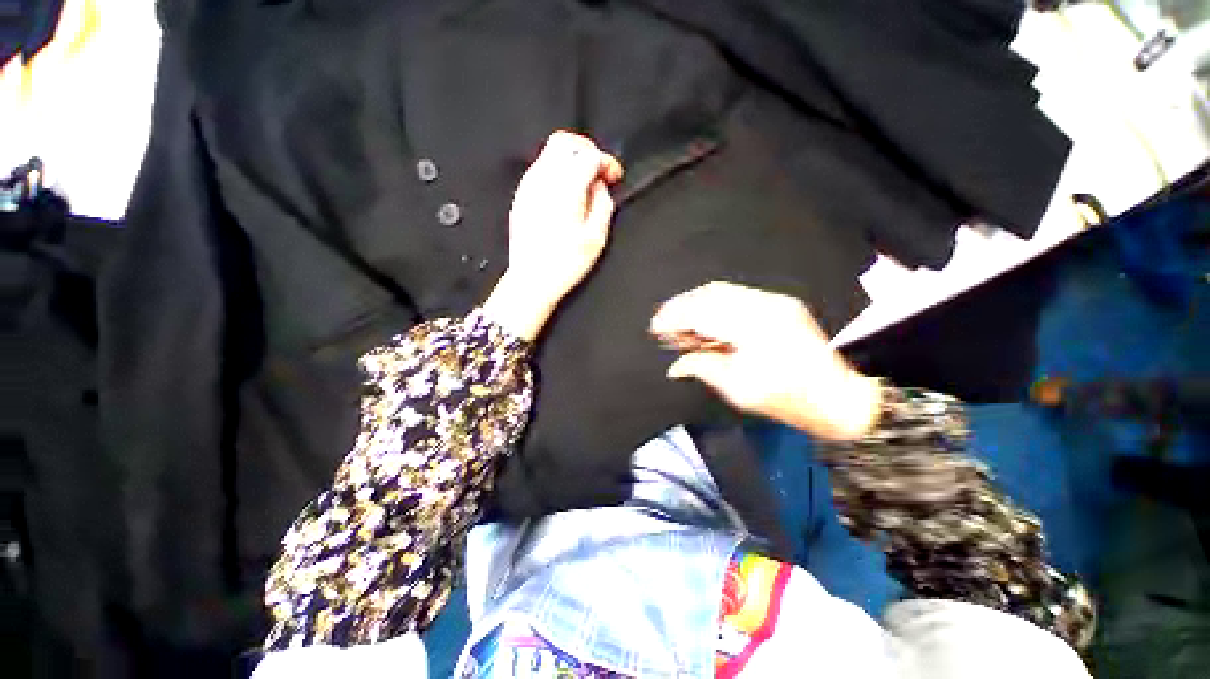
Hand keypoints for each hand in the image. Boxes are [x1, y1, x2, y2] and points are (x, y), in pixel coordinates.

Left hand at [483, 131, 623, 340]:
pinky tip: (566, 193)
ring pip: (550, 153)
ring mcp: (528, 186)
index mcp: (566, 189)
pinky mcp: (521, 196)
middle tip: (599, 170)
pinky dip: (557, 172)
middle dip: (587, 149)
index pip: (589, 155)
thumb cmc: (566, 263)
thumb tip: (600, 186)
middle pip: (565, 142)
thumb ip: (603, 204)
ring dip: (571, 160)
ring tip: (584, 183)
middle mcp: (544, 180)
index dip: (606, 161)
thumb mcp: (596, 237)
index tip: (614, 176)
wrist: (532, 279)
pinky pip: (540, 170)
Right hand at [650, 282, 881, 439]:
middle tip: (663, 324)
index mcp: (754, 327)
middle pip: (710, 294)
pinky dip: (713, 306)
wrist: (838, 397)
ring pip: (722, 292)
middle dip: (681, 306)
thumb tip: (675, 365)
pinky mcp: (778, 304)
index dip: (675, 317)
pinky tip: (703, 321)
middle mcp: (764, 305)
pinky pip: (736, 297)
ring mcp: (773, 301)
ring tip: (679, 323)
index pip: (703, 312)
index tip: (655, 328)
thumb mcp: (739, 389)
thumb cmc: (788, 399)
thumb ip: (703, 368)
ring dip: (696, 305)